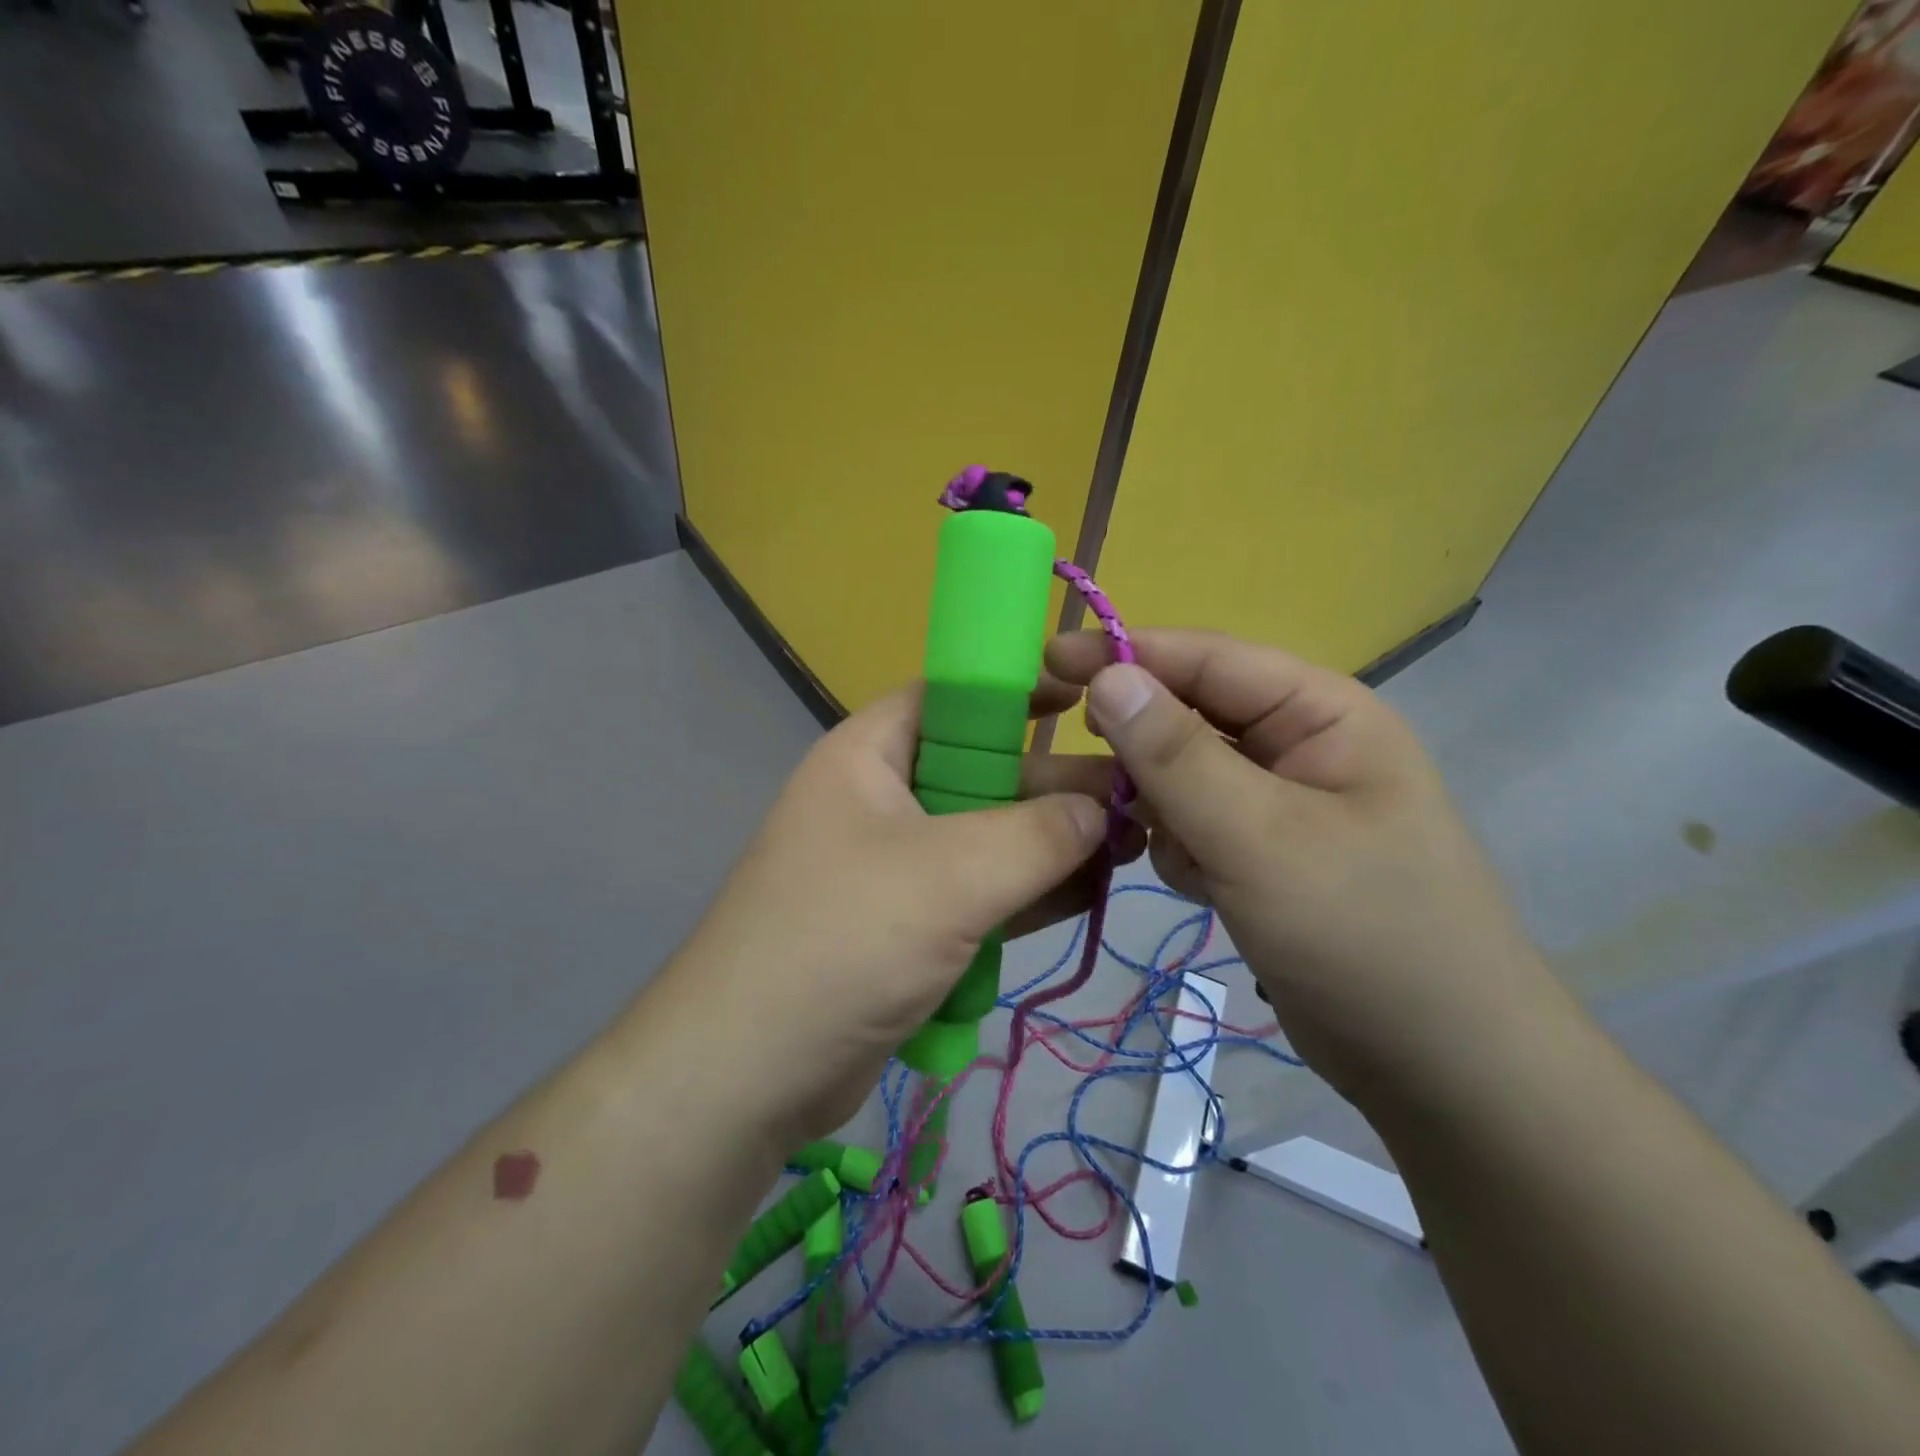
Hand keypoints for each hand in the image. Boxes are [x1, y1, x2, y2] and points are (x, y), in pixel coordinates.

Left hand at [655, 681, 1140, 1141]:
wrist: (748, 1073)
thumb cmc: (843, 941)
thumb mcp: (949, 876)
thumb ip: (1036, 836)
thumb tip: (1100, 810)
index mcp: (869, 756)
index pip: (950, 697)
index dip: (1016, 691)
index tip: (1087, 701)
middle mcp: (880, 800)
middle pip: (980, 772)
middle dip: (1053, 786)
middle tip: (1137, 797)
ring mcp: (893, 867)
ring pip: (987, 839)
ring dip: (1051, 845)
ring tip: (1133, 846)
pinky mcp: (907, 926)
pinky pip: (978, 894)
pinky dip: (1027, 893)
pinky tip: (1090, 893)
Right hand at [1045, 628, 1556, 1101]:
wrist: (1442, 1070)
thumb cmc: (1363, 935)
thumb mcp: (1261, 838)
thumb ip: (1177, 756)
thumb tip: (1108, 676)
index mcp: (1320, 714)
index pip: (1208, 660)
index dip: (1126, 653)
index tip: (1048, 658)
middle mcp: (1298, 748)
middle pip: (1189, 718)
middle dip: (1129, 740)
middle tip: (1057, 760)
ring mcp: (1279, 807)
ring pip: (1183, 778)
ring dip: (1148, 803)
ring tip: (1119, 836)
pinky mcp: (1262, 858)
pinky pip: (1194, 827)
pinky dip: (1176, 847)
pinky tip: (1192, 884)